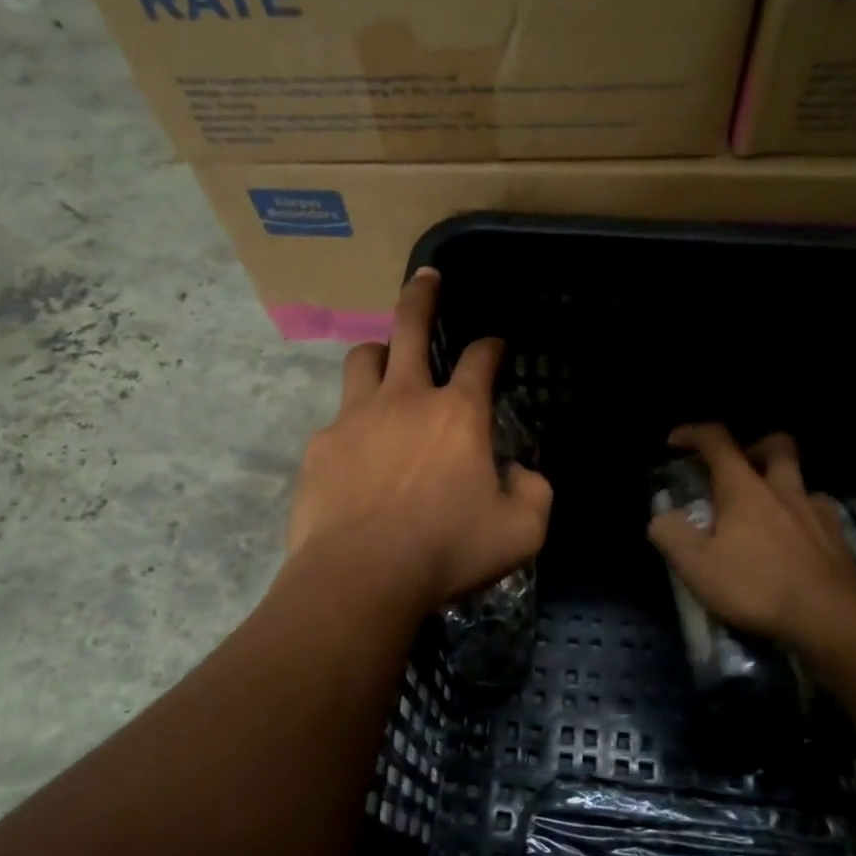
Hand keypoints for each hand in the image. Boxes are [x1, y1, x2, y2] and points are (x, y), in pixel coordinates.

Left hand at [285, 269, 552, 612]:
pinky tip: (358, 454)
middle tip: (426, 277)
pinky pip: (338, 419)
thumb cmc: (447, 550)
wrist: (360, 578)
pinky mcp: (322, 447)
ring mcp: (356, 418)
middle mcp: (406, 400)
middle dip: (422, 295)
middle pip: (410, 328)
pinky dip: (354, 424)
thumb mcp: (520, 532)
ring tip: (386, 363)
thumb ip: (533, 493)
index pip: (481, 360)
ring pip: (363, 360)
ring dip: (380, 354)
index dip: (492, 347)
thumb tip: (520, 473)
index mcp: (458, 415)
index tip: (496, 346)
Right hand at [647, 425, 855, 647]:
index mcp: (744, 488)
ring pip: (801, 480)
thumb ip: (671, 535)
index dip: (693, 433)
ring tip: (765, 512)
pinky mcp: (839, 539)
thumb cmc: (757, 587)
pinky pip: (819, 514)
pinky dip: (803, 518)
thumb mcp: (696, 567)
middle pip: (776, 445)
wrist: (831, 619)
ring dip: (781, 485)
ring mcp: (817, 512)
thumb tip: (661, 518)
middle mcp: (783, 489)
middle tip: (737, 468)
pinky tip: (794, 542)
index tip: (674, 442)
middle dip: (753, 446)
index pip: (717, 441)